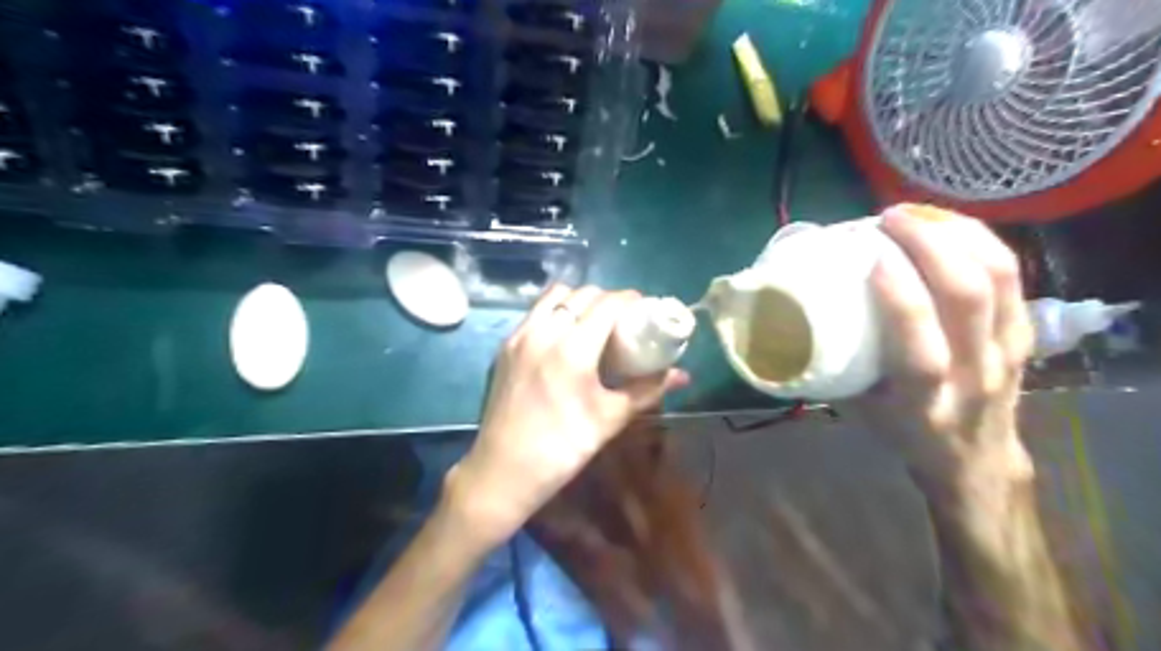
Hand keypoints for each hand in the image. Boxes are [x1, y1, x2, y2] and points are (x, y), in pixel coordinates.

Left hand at [445, 285, 682, 544]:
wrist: (503, 470)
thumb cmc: (562, 448)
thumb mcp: (609, 418)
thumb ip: (647, 390)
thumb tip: (682, 375)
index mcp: (572, 348)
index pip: (607, 304)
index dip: (630, 300)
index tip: (645, 309)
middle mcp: (543, 331)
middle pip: (582, 294)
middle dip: (608, 299)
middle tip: (623, 319)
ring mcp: (520, 336)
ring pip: (554, 297)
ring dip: (579, 300)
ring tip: (593, 322)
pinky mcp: (505, 346)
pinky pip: (535, 312)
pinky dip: (555, 311)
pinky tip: (565, 336)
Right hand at [850, 206, 1033, 494]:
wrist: (974, 458)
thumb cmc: (902, 431)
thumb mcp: (858, 410)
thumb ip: (832, 366)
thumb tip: (796, 318)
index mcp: (925, 401)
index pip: (920, 347)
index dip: (900, 297)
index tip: (872, 256)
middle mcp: (973, 372)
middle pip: (969, 297)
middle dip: (930, 245)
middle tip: (890, 218)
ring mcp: (1007, 350)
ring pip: (999, 277)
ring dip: (957, 234)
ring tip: (917, 213)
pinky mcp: (1024, 332)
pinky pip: (1011, 275)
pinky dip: (980, 241)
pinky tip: (948, 226)